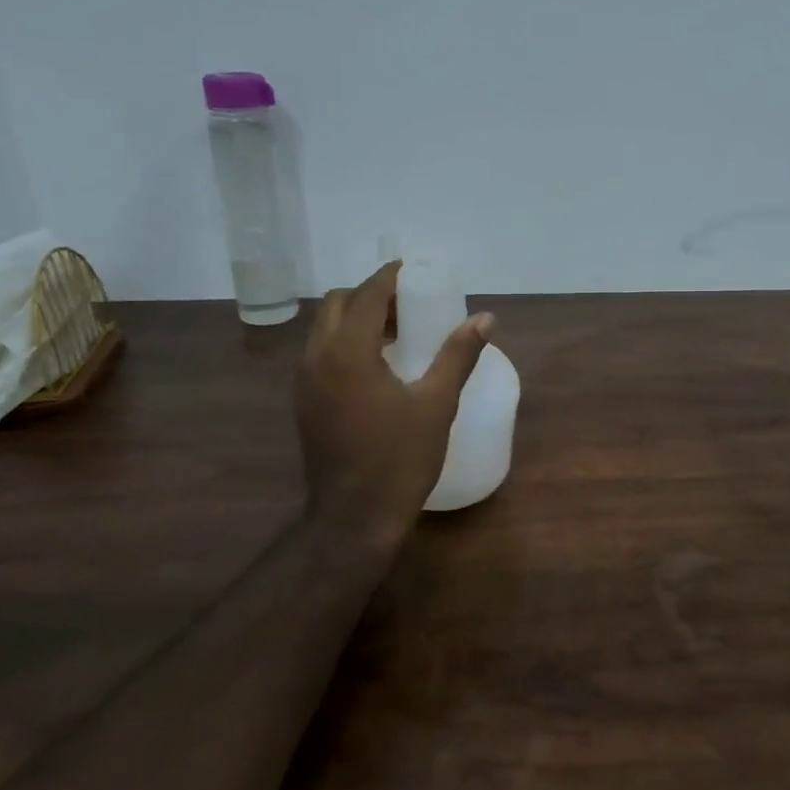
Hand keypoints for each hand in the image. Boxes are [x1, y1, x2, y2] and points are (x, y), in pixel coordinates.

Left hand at [296, 262, 492, 549]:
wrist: (354, 517)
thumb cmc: (400, 459)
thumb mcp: (436, 404)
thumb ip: (458, 355)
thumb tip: (486, 318)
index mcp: (348, 352)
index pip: (366, 295)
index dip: (391, 277)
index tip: (416, 272)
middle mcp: (317, 358)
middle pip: (338, 304)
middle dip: (371, 294)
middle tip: (408, 305)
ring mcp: (305, 382)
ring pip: (325, 329)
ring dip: (356, 318)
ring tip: (396, 333)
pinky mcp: (304, 402)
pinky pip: (321, 354)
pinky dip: (345, 343)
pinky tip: (377, 367)